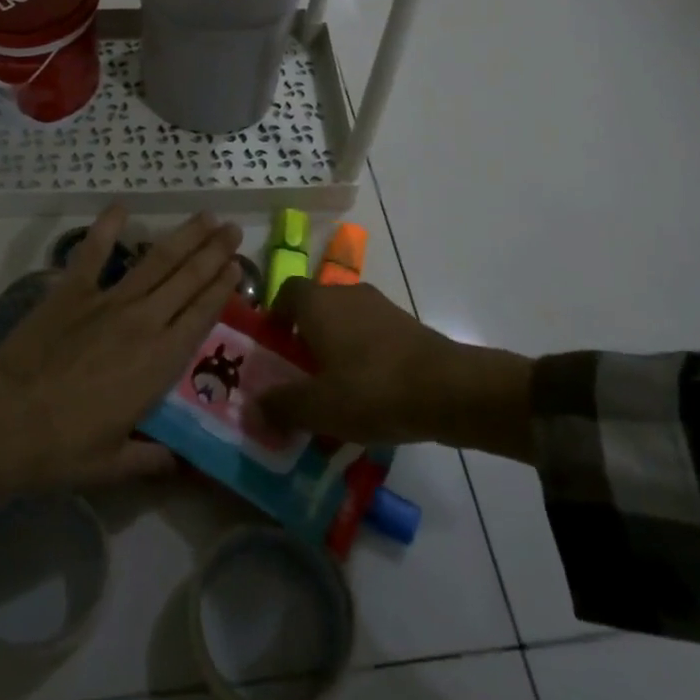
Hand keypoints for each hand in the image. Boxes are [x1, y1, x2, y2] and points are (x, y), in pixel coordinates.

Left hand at [0, 207, 242, 504]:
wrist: (4, 420)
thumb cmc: (62, 448)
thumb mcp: (113, 465)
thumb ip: (151, 460)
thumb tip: (179, 467)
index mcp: (159, 361)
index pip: (202, 314)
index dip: (222, 287)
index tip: (238, 266)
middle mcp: (143, 321)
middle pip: (188, 278)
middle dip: (214, 251)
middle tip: (233, 230)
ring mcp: (107, 300)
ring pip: (156, 259)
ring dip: (183, 236)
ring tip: (206, 216)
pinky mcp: (72, 290)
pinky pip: (93, 251)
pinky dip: (107, 227)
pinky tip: (120, 206)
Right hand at [259, 278, 535, 461]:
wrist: (447, 389)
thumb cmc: (371, 389)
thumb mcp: (318, 406)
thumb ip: (281, 406)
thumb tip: (251, 408)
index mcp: (318, 302)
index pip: (286, 292)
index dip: (275, 317)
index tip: (272, 348)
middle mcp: (346, 294)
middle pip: (316, 308)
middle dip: (305, 338)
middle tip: (299, 376)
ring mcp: (380, 307)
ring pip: (345, 322)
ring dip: (335, 349)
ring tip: (334, 391)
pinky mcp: (407, 325)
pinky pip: (372, 336)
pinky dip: (363, 357)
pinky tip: (368, 395)